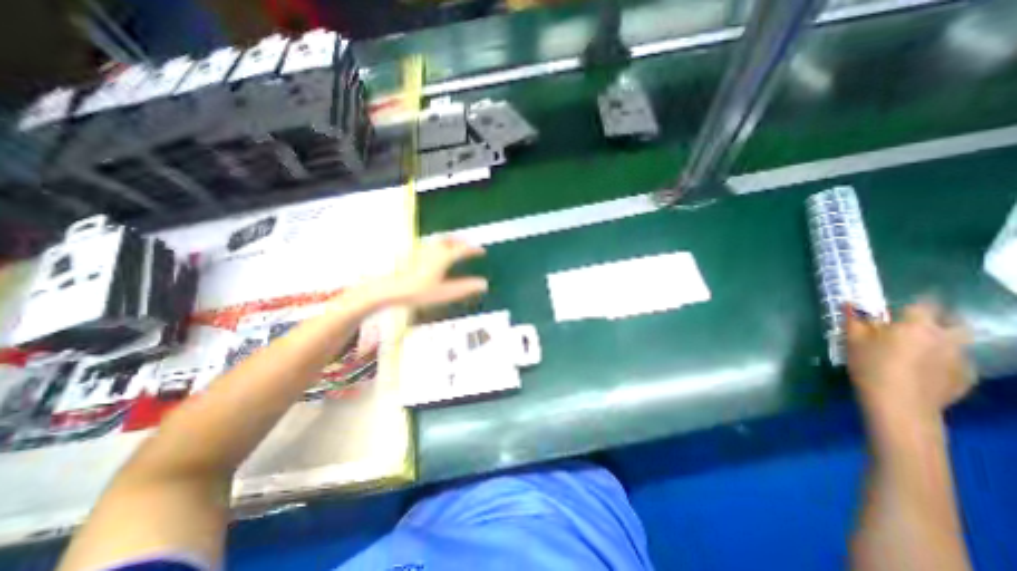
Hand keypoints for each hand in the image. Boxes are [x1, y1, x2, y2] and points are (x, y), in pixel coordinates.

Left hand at [354, 238, 487, 310]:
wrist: (389, 289)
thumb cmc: (417, 291)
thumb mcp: (444, 293)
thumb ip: (465, 288)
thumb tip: (484, 284)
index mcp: (443, 257)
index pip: (463, 250)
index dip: (473, 250)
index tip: (482, 251)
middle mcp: (433, 250)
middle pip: (450, 240)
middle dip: (461, 241)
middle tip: (468, 245)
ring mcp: (421, 250)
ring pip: (439, 241)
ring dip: (449, 241)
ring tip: (454, 246)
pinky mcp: (412, 254)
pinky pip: (430, 245)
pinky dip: (439, 246)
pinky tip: (435, 254)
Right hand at [848, 301, 971, 420]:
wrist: (900, 404)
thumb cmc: (871, 366)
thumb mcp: (853, 341)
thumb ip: (853, 320)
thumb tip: (848, 303)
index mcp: (916, 325)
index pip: (926, 303)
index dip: (917, 302)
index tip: (904, 307)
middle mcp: (945, 337)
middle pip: (954, 322)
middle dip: (940, 320)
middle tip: (916, 326)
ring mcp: (960, 358)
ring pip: (958, 342)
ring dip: (942, 340)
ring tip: (919, 349)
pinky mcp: (966, 377)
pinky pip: (958, 361)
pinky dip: (943, 360)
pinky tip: (925, 369)